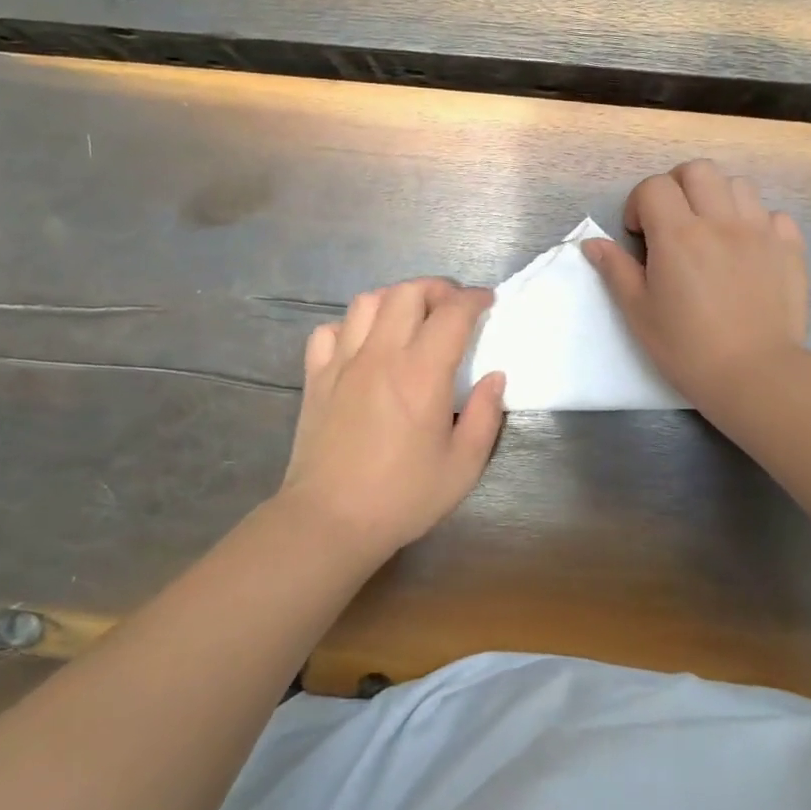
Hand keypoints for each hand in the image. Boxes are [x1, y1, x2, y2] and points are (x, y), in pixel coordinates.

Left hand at [278, 278, 505, 559]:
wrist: (330, 521)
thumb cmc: (403, 496)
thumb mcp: (463, 465)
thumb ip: (486, 415)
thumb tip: (494, 376)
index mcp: (422, 373)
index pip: (453, 312)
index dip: (475, 299)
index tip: (488, 302)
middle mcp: (381, 355)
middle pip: (407, 292)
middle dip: (437, 289)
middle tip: (453, 306)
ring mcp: (343, 362)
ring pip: (367, 301)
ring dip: (395, 299)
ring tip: (411, 318)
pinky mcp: (316, 377)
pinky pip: (329, 330)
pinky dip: (350, 326)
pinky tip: (363, 345)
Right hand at [582, 160, 809, 411]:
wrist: (755, 376)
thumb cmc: (687, 348)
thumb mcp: (639, 313)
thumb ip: (616, 270)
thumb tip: (593, 243)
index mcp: (678, 235)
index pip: (654, 186)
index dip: (640, 203)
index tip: (639, 235)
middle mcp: (720, 221)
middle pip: (698, 170)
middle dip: (678, 186)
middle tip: (672, 222)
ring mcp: (760, 231)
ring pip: (738, 185)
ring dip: (717, 198)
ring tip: (711, 232)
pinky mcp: (790, 249)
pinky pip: (774, 215)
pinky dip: (757, 222)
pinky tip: (748, 250)